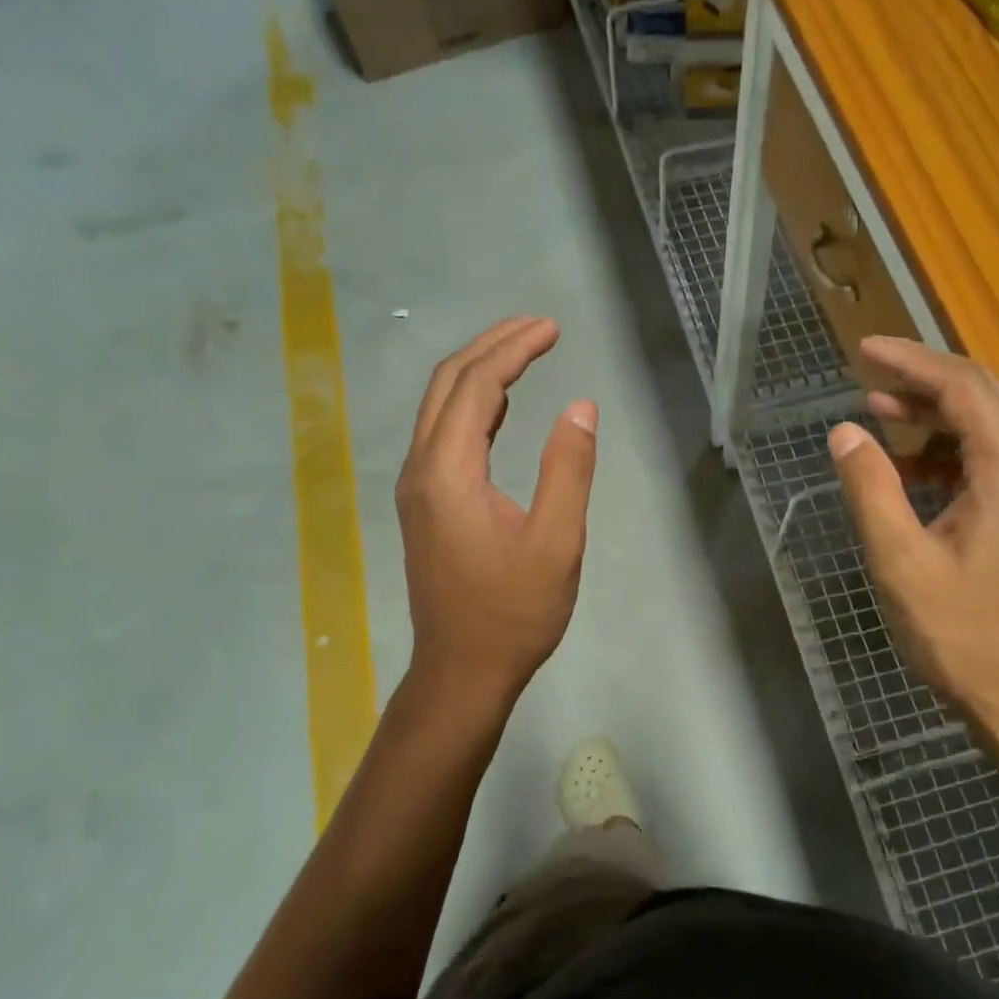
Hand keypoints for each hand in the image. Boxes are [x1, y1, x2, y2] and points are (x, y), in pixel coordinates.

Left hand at [396, 318, 597, 702]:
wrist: (462, 671)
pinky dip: (473, 405)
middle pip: (448, 384)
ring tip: (524, 351)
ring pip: (440, 407)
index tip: (553, 328)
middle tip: (539, 326)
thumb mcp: (556, 542)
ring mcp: (417, 486)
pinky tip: (501, 405)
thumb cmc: (513, 612)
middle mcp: (421, 468)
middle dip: (492, 346)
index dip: (514, 348)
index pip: (477, 385)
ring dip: (479, 371)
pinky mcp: (425, 503)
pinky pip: (443, 434)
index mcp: (448, 471)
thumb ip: (568, 469)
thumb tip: (581, 406)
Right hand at [828, 337, 998, 751]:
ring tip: (878, 411)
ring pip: (989, 427)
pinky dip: (948, 450)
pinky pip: (991, 461)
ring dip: (934, 414)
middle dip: (924, 378)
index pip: (965, 390)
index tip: (864, 349)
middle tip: (868, 370)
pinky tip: (907, 466)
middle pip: (984, 397)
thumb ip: (871, 489)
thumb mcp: (901, 562)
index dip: (912, 363)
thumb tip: (844, 432)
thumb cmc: (962, 635)